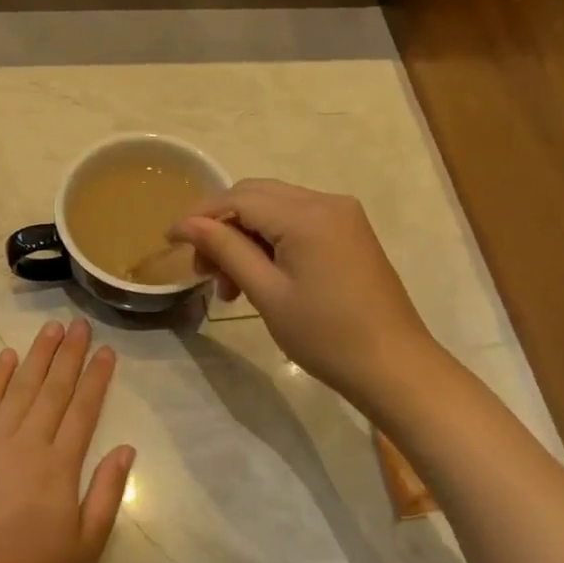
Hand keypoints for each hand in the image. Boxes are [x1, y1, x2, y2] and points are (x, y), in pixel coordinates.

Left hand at [0, 318, 134, 562]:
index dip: (97, 377)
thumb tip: (126, 448)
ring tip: (51, 328)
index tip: (107, 351)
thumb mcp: (86, 548)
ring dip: (37, 355)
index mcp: (60, 466)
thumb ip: (107, 493)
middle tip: (80, 324)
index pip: (84, 409)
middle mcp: (28, 442)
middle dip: (70, 353)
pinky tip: (8, 357)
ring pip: (20, 387)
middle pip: (53, 388)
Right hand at [169, 178, 438, 407]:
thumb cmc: (326, 335)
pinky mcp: (348, 232)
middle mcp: (326, 201)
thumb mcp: (267, 293)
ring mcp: (341, 215)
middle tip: (203, 270)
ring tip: (229, 286)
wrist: (394, 367)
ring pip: (274, 208)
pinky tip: (259, 276)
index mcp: (306, 215)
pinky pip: (296, 221)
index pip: (238, 199)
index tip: (169, 240)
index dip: (199, 216)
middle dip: (221, 227)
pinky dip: (269, 241)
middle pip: (255, 196)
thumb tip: (185, 224)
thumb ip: (225, 249)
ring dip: (244, 237)